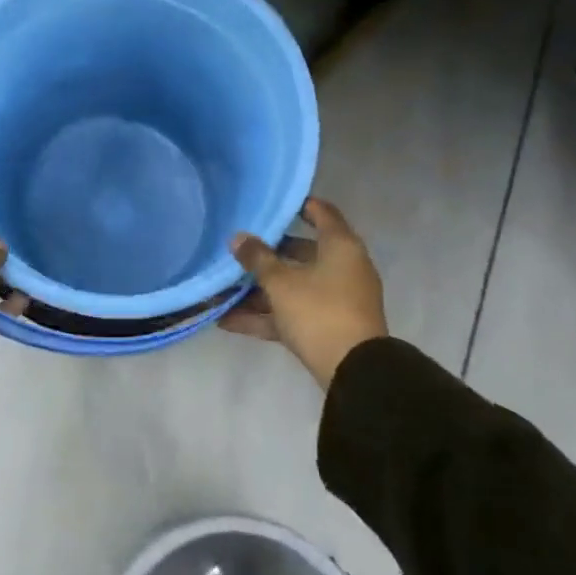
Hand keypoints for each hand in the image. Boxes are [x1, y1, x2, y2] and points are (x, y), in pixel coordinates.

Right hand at [223, 198, 387, 388]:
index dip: (298, 205)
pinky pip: (292, 313)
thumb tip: (237, 238)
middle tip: (238, 247)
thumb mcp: (281, 282)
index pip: (322, 212)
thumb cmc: (319, 311)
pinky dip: (265, 316)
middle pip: (302, 252)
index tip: (271, 202)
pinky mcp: (326, 327)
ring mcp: (336, 300)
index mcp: (340, 247)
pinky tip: (227, 321)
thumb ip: (257, 258)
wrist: (353, 372)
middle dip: (268, 253)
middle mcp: (342, 268)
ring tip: (222, 289)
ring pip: (294, 286)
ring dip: (260, 290)